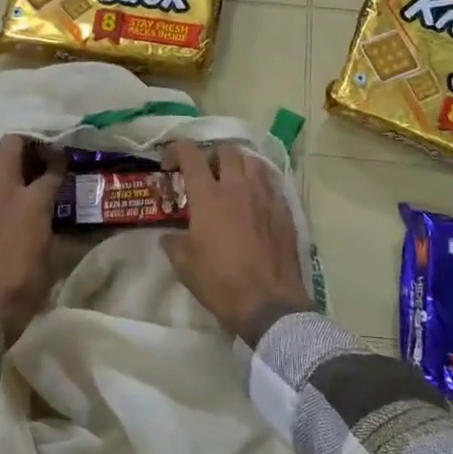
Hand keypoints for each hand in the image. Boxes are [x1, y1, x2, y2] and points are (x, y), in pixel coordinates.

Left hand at [0, 135, 63, 343]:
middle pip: (9, 149)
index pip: (51, 170)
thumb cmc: (20, 294)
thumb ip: (46, 233)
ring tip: (3, 211)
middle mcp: (1, 193)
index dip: (58, 163)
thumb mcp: (48, 263)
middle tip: (29, 155)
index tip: (60, 160)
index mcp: (32, 203)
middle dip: (20, 145)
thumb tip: (46, 224)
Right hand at [161, 141, 307, 337]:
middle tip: (205, 173)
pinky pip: (271, 182)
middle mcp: (237, 186)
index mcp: (208, 196)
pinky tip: (255, 199)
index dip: (177, 150)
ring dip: (238, 164)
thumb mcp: (184, 266)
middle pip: (226, 150)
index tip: (170, 163)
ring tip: (232, 180)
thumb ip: (173, 243)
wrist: (268, 303)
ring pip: (252, 161)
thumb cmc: (221, 282)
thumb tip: (168, 237)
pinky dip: (259, 183)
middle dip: (211, 156)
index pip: (191, 154)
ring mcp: (264, 195)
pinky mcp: (284, 209)